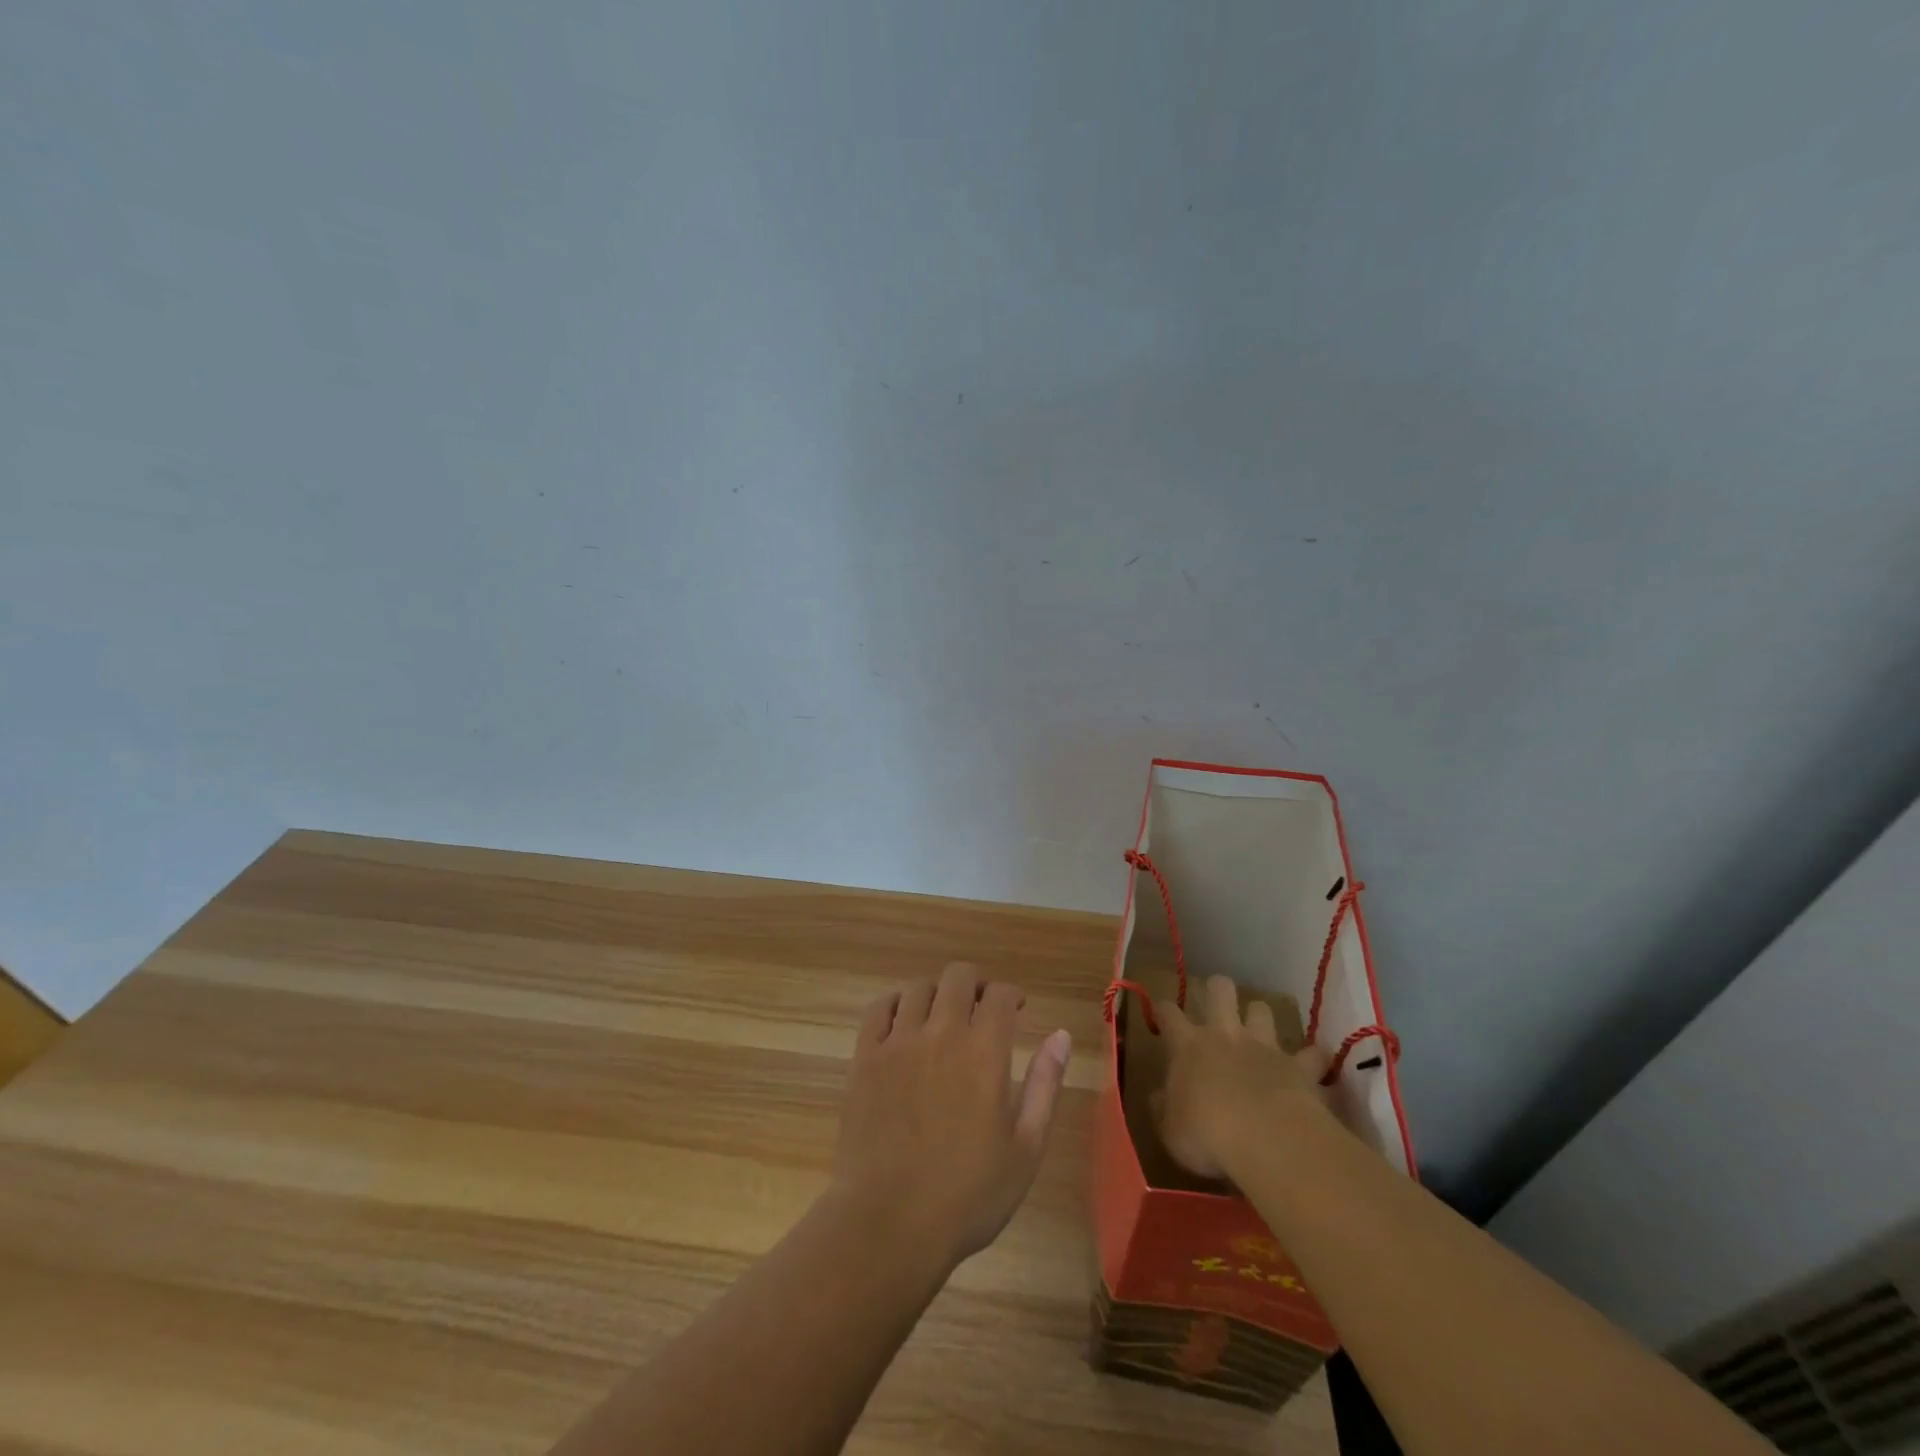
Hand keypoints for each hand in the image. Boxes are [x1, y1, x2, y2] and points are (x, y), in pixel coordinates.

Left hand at [834, 962, 1071, 1269]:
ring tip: (943, 1015)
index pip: (1001, 996)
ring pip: (919, 987)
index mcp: (985, 1052)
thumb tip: (1060, 1035)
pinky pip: (879, 1008)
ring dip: (937, 992)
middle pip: (959, 977)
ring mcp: (898, 1042)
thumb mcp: (1026, 1148)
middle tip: (982, 1007)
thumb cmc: (968, 1195)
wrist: (890, 1223)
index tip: (1017, 1008)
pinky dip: (896, 1003)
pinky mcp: (866, 1057)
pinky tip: (904, 1021)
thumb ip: (1045, 1085)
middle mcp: (942, 1033)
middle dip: (976, 983)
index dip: (1012, 995)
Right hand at [1155, 974, 1333, 1180]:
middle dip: (1218, 988)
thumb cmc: (1206, 1134)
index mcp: (1188, 1046)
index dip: (1164, 1010)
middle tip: (1217, 1001)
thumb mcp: (1170, 1130)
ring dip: (1260, 1017)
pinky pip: (1311, 1055)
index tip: (1162, 1013)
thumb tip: (1159, 1097)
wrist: (1266, 1139)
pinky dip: (1312, 1058)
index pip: (1169, 1014)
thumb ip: (1164, 1109)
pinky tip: (1314, 1066)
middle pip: (1220, 990)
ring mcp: (1263, 1046)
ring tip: (1261, 1030)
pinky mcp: (1298, 1066)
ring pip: (1262, 1009)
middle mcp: (1224, 1036)